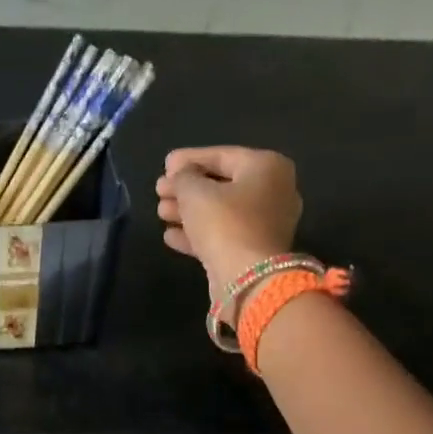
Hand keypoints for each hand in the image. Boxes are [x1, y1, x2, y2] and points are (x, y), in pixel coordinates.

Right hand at [155, 147, 303, 295]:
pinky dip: (197, 233)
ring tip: (160, 212)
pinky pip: (222, 234)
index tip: (165, 164)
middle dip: (186, 188)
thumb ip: (183, 177)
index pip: (222, 155)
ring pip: (220, 211)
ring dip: (187, 211)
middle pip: (221, 184)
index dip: (189, 159)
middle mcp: (273, 192)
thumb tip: (180, 175)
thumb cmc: (224, 223)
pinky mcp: (253, 251)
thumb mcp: (195, 192)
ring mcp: (265, 224)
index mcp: (267, 168)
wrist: (247, 278)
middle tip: (159, 190)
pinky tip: (170, 235)